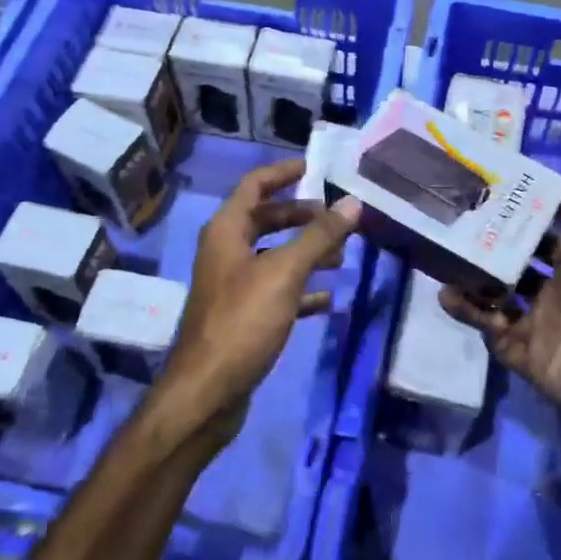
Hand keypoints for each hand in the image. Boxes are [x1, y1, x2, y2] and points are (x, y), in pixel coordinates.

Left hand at [152, 158, 360, 453]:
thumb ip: (318, 236)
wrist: (208, 391)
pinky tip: (327, 298)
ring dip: (305, 252)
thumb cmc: (242, 321)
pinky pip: (276, 291)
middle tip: (339, 219)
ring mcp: (232, 285)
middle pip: (266, 220)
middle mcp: (225, 252)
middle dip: (303, 217)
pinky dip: (301, 290)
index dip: (283, 172)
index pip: (254, 185)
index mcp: (226, 231)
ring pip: (274, 256)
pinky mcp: (242, 316)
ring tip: (341, 257)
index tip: (315, 168)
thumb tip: (352, 202)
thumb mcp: (284, 273)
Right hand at [441, 189, 560, 447]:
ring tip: (443, 262)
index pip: (537, 236)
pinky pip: (485, 328)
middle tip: (452, 229)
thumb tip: (550, 186)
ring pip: (492, 295)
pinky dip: (468, 312)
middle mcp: (551, 290)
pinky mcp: (518, 351)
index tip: (482, 199)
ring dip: (469, 280)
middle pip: (509, 264)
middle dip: (484, 248)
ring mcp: (533, 322)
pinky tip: (449, 297)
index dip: (515, 219)